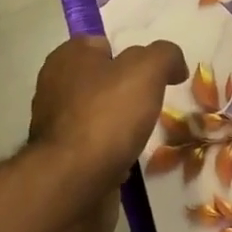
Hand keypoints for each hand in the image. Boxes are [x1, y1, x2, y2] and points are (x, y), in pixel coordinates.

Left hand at [27, 36, 187, 231]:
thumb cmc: (106, 116)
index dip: (132, 56)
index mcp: (68, 56)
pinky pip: (94, 149)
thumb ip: (164, 55)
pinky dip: (112, 155)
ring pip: (99, 116)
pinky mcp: (61, 161)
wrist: (72, 186)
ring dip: (121, 126)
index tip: (154, 76)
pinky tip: (129, 163)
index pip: (105, 44)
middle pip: (103, 81)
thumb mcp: (146, 70)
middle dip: (127, 93)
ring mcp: (56, 126)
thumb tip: (175, 63)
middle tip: (154, 106)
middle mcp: (56, 86)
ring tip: (146, 136)